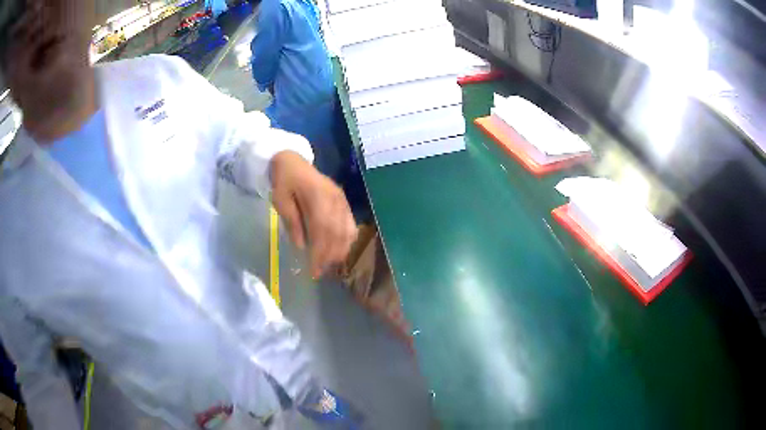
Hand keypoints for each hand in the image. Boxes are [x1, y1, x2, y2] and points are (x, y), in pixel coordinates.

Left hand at [270, 151, 356, 277]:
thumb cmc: (284, 180)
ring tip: (330, 264)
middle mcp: (334, 199)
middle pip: (337, 233)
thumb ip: (292, 222)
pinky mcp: (343, 201)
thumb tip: (302, 246)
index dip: (320, 253)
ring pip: (347, 230)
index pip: (322, 231)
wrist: (293, 160)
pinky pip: (351, 223)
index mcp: (317, 197)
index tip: (314, 270)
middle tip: (320, 272)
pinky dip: (348, 239)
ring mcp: (341, 200)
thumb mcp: (280, 200)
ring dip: (340, 250)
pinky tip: (341, 250)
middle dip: (330, 256)